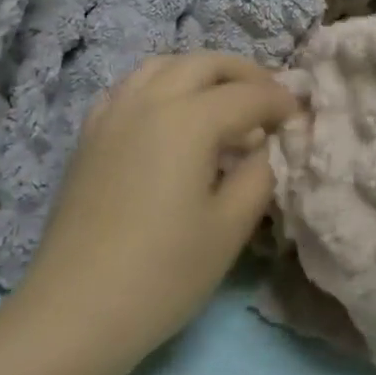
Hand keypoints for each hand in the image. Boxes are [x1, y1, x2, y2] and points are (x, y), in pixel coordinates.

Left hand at [13, 54, 300, 371]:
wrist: (75, 311)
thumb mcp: (230, 227)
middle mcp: (150, 100)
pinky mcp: (90, 133)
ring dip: (201, 72)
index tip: (300, 116)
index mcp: (189, 119)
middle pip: (205, 63)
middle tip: (268, 99)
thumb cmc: (163, 274)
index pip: (248, 95)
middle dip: (244, 74)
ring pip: (164, 65)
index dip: (280, 102)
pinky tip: (168, 115)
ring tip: (222, 100)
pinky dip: (161, 85)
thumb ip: (259, 175)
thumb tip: (266, 146)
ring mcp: (114, 112)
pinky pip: (131, 87)